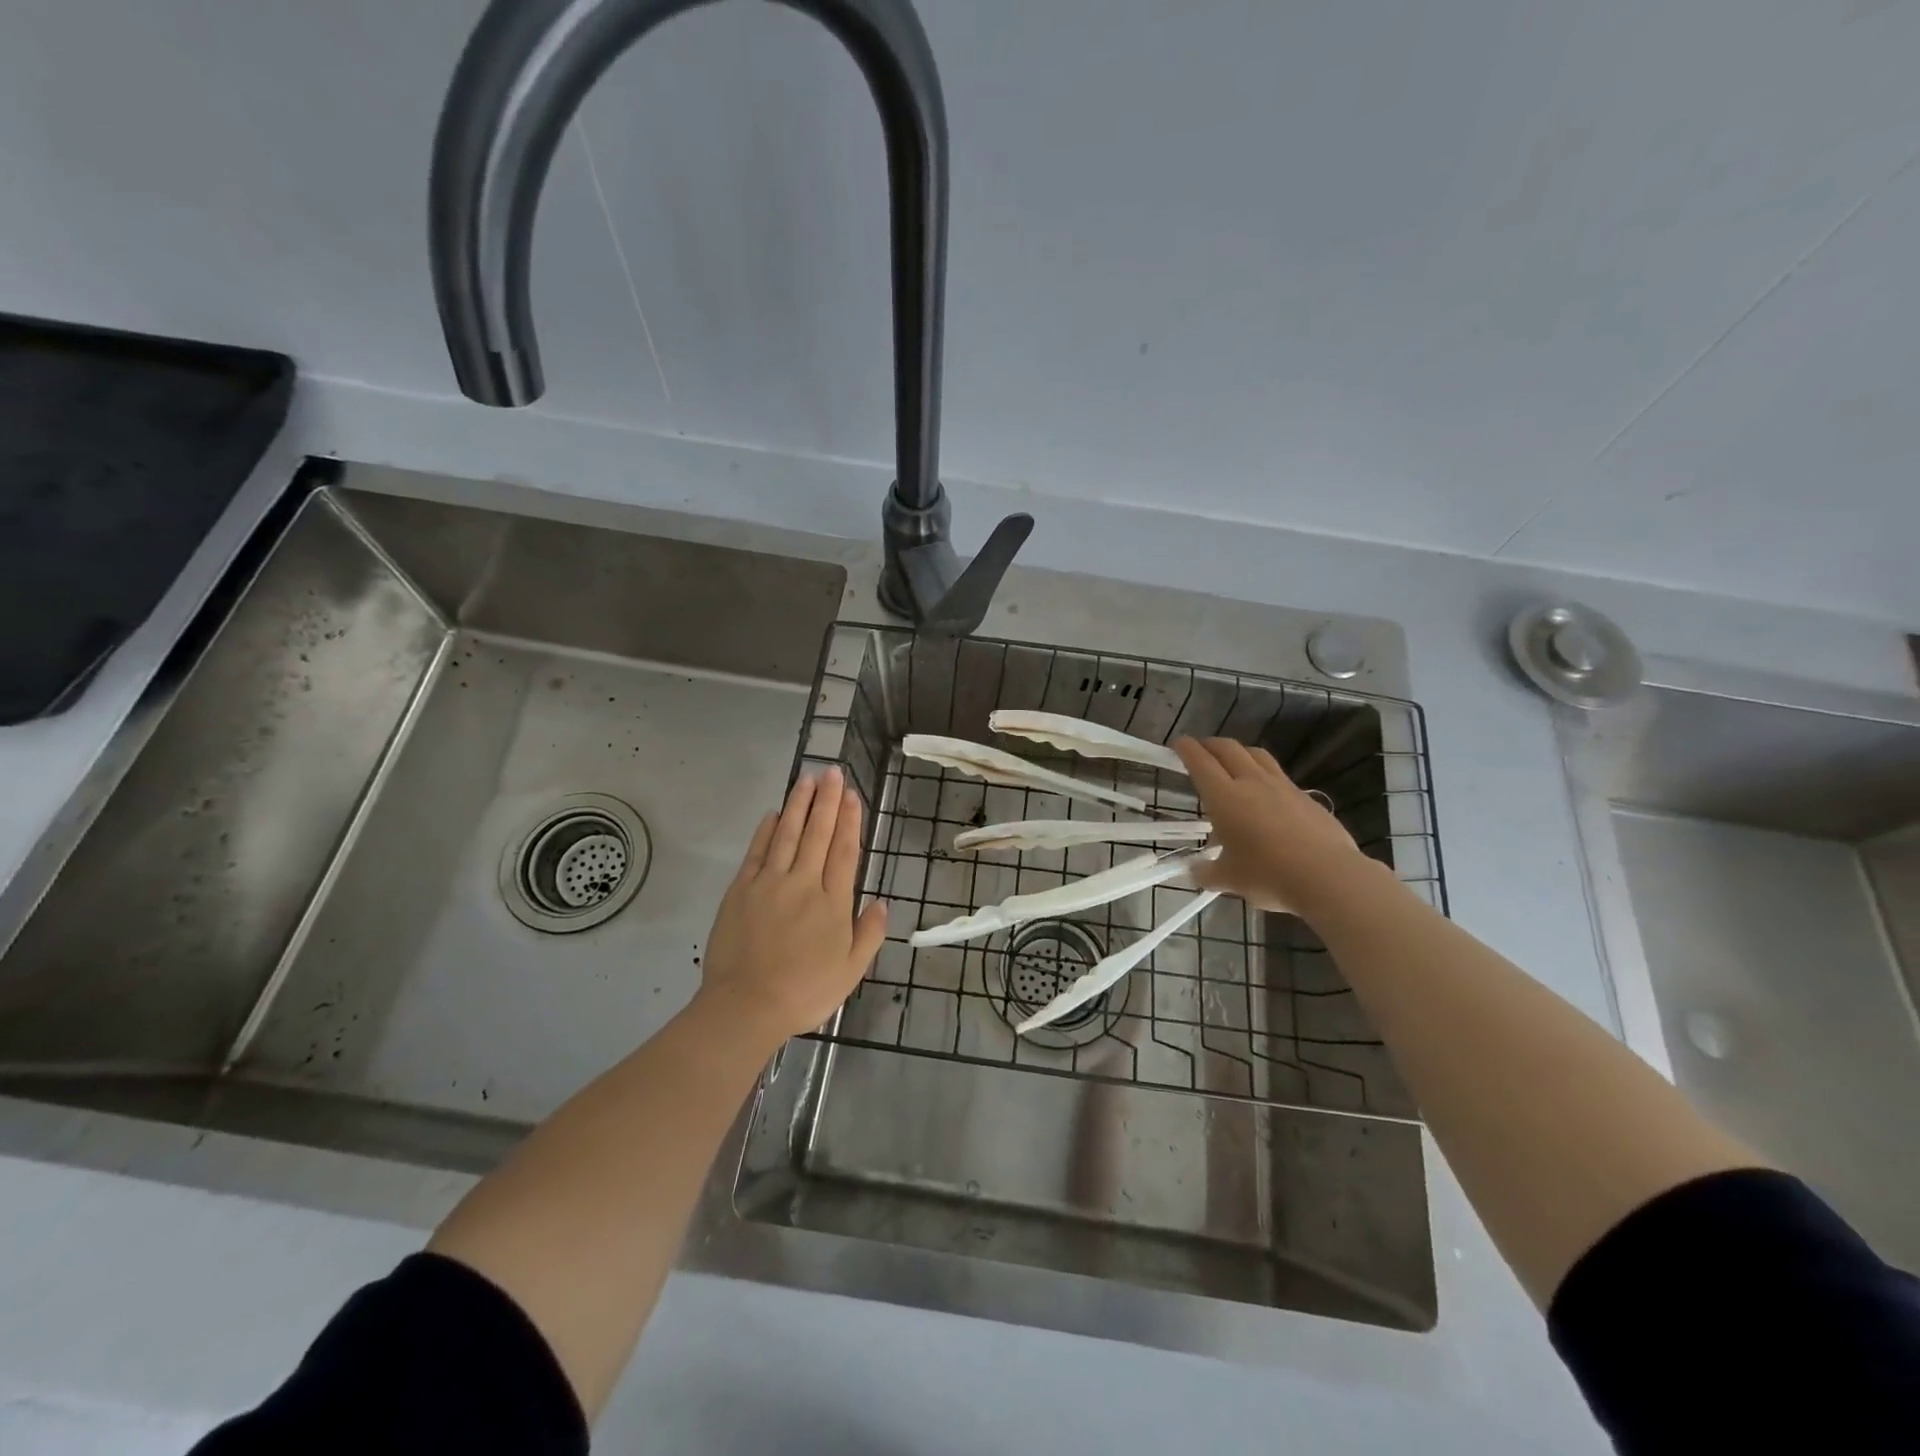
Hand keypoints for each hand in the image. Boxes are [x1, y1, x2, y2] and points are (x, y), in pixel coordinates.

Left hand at [695, 766, 887, 1050]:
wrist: (746, 1006)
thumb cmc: (805, 992)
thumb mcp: (851, 971)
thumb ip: (869, 934)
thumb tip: (882, 902)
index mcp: (833, 902)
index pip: (845, 850)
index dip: (850, 820)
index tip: (853, 794)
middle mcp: (803, 883)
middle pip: (818, 833)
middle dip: (827, 800)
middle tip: (833, 772)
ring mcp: (769, 883)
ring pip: (788, 834)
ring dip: (799, 804)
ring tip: (808, 779)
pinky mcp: (741, 890)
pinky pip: (757, 851)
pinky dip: (766, 830)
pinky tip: (774, 813)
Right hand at [1173, 737, 1375, 916]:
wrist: (1328, 876)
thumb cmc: (1268, 874)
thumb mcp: (1229, 879)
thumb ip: (1207, 873)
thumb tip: (1194, 872)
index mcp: (1225, 797)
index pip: (1200, 761)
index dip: (1186, 749)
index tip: (1178, 744)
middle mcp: (1252, 783)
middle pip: (1228, 749)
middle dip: (1210, 744)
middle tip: (1201, 749)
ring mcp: (1283, 787)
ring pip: (1257, 755)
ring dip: (1240, 752)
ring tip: (1234, 762)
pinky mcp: (1307, 798)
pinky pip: (1281, 777)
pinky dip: (1266, 776)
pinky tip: (1267, 795)